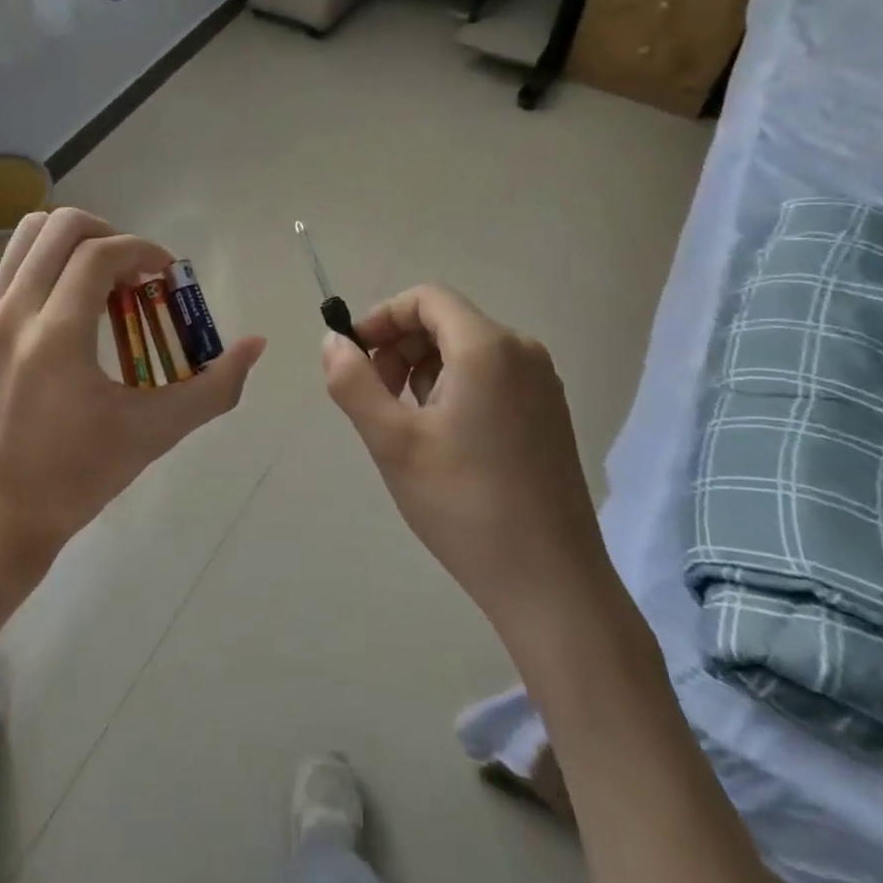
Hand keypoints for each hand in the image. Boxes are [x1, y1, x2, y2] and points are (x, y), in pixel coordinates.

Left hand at [0, 209, 265, 581]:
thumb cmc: (73, 479)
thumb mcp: (151, 434)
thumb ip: (212, 388)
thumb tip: (254, 346)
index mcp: (56, 335)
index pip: (101, 254)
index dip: (143, 251)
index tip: (167, 276)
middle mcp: (14, 312)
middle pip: (60, 226)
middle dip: (108, 234)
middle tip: (135, 273)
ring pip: (29, 236)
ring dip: (74, 242)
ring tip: (103, 281)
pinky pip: (13, 266)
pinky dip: (48, 264)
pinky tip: (72, 308)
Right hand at [320, 284, 614, 650]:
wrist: (550, 584)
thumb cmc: (464, 504)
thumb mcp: (393, 441)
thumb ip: (353, 381)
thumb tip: (332, 340)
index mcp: (488, 347)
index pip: (426, 298)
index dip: (382, 317)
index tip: (356, 357)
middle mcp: (522, 352)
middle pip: (446, 321)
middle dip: (400, 347)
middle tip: (376, 397)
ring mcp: (542, 384)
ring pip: (466, 350)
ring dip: (424, 371)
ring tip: (407, 425)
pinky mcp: (548, 414)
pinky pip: (490, 376)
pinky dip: (454, 389)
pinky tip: (442, 440)